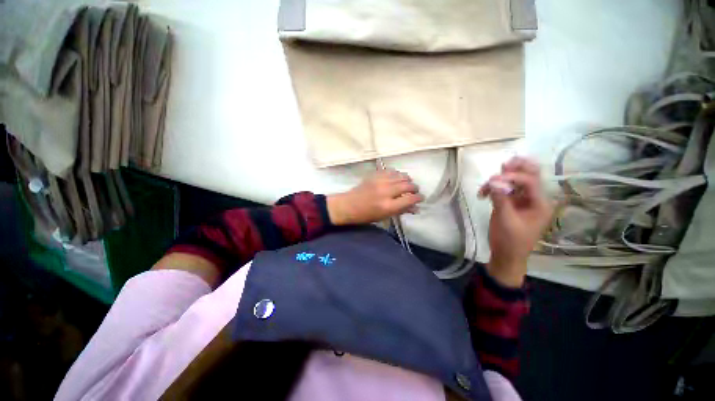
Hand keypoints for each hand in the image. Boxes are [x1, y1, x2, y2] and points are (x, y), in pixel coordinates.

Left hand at [327, 169, 423, 225]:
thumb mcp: (385, 216)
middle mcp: (386, 191)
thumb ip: (401, 210)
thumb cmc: (366, 215)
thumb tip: (416, 208)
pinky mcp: (375, 175)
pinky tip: (397, 178)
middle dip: (415, 188)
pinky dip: (397, 174)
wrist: (348, 205)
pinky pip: (391, 171)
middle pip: (407, 185)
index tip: (421, 198)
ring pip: (401, 176)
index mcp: (388, 206)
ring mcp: (380, 181)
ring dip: (407, 180)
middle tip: (415, 191)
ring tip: (407, 184)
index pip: (410, 199)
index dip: (418, 198)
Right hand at [479, 157, 552, 287]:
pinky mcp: (510, 203)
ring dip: (503, 177)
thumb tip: (494, 181)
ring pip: (515, 181)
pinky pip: (504, 189)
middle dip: (516, 169)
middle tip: (502, 165)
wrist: (506, 255)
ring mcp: (521, 200)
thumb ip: (501, 199)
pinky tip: (484, 192)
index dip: (513, 177)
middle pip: (529, 176)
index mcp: (540, 204)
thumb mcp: (506, 221)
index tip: (493, 180)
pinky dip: (494, 187)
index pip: (530, 182)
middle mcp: (533, 199)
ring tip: (489, 181)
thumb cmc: (510, 241)